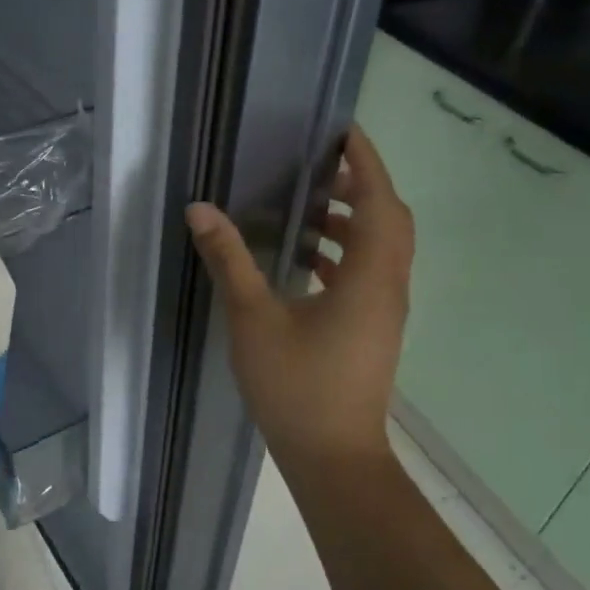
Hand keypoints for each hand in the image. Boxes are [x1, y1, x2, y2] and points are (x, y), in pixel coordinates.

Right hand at [186, 124, 412, 477]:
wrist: (333, 457)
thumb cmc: (296, 386)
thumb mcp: (254, 318)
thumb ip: (229, 260)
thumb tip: (200, 210)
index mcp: (371, 277)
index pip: (379, 201)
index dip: (366, 162)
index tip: (345, 131)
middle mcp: (389, 288)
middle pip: (389, 221)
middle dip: (360, 186)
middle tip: (320, 167)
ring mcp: (385, 312)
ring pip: (381, 250)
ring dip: (353, 222)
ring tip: (308, 209)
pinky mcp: (374, 331)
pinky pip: (369, 275)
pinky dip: (345, 255)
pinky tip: (306, 261)